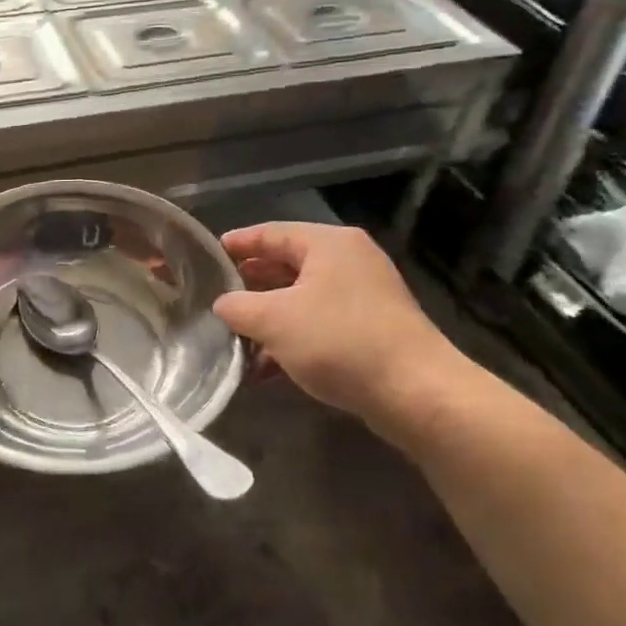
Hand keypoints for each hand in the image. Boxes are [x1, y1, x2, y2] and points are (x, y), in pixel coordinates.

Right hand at [213, 223, 478, 448]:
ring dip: (269, 319)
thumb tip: (223, 304)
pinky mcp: (373, 329)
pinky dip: (293, 340)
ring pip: (302, 299)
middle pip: (287, 265)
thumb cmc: (339, 341)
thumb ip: (238, 307)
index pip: (271, 232)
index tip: (208, 254)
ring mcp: (365, 296)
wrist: (416, 393)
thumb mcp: (274, 321)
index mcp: (329, 243)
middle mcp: (350, 261)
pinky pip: (321, 324)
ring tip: (236, 339)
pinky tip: (267, 369)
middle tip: (218, 297)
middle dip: (251, 285)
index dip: (238, 243)